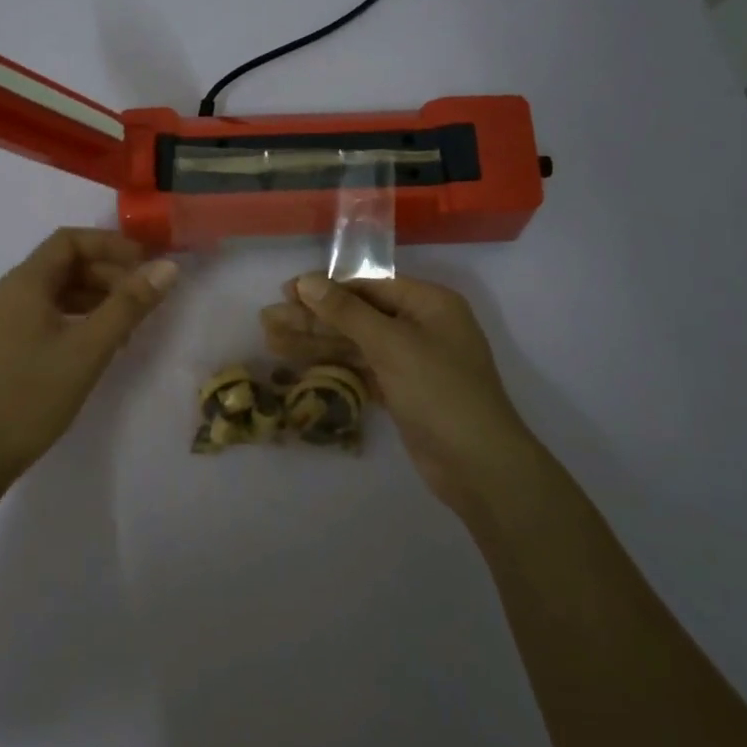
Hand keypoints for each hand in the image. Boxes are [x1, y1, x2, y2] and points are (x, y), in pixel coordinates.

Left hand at [0, 228, 177, 492]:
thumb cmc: (33, 395)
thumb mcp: (89, 349)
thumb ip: (129, 305)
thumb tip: (167, 268)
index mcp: (24, 283)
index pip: (69, 241)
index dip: (111, 245)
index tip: (146, 264)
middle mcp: (10, 293)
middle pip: (64, 265)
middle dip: (108, 273)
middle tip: (144, 298)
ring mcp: (5, 320)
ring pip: (57, 292)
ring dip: (96, 298)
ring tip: (129, 324)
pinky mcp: (6, 345)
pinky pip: (48, 315)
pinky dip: (78, 318)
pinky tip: (100, 344)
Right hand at [261, 275, 540, 516]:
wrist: (479, 465)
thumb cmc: (440, 391)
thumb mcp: (391, 345)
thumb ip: (346, 311)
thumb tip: (306, 281)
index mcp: (428, 303)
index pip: (367, 285)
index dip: (325, 287)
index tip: (286, 291)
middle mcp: (420, 325)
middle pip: (357, 314)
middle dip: (313, 317)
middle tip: (267, 320)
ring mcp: (411, 359)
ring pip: (355, 343)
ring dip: (316, 341)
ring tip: (270, 341)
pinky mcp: (402, 389)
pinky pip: (361, 368)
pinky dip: (332, 365)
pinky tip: (299, 364)